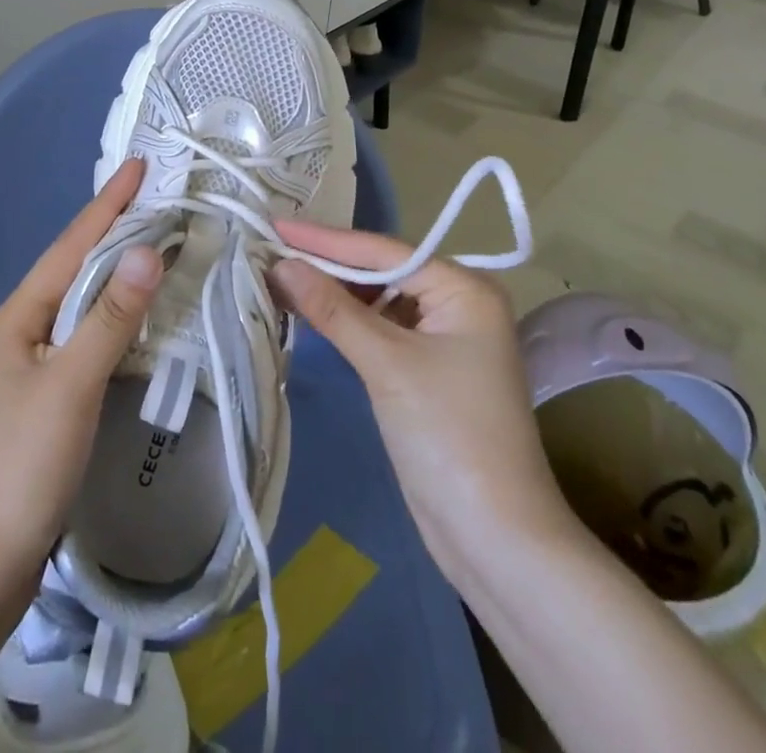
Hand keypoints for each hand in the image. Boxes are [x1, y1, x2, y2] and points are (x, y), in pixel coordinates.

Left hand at [0, 159, 164, 586]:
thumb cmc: (23, 464)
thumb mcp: (71, 385)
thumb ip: (110, 317)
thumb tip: (148, 251)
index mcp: (20, 314)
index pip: (73, 245)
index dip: (109, 204)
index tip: (141, 165)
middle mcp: (24, 326)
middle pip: (76, 264)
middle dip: (115, 227)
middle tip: (159, 195)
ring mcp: (35, 359)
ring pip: (84, 297)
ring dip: (118, 265)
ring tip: (156, 236)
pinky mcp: (51, 390)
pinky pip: (90, 330)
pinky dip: (118, 309)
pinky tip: (141, 307)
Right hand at [271, 222, 575, 586]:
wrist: (494, 538)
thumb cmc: (448, 435)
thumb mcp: (386, 364)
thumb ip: (332, 309)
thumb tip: (281, 264)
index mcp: (464, 289)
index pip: (383, 252)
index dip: (325, 240)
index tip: (276, 226)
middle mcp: (459, 303)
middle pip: (381, 272)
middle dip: (327, 265)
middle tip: (271, 250)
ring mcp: (444, 338)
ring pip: (378, 301)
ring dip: (333, 294)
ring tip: (280, 277)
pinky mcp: (428, 369)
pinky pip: (380, 329)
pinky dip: (347, 322)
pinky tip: (311, 313)